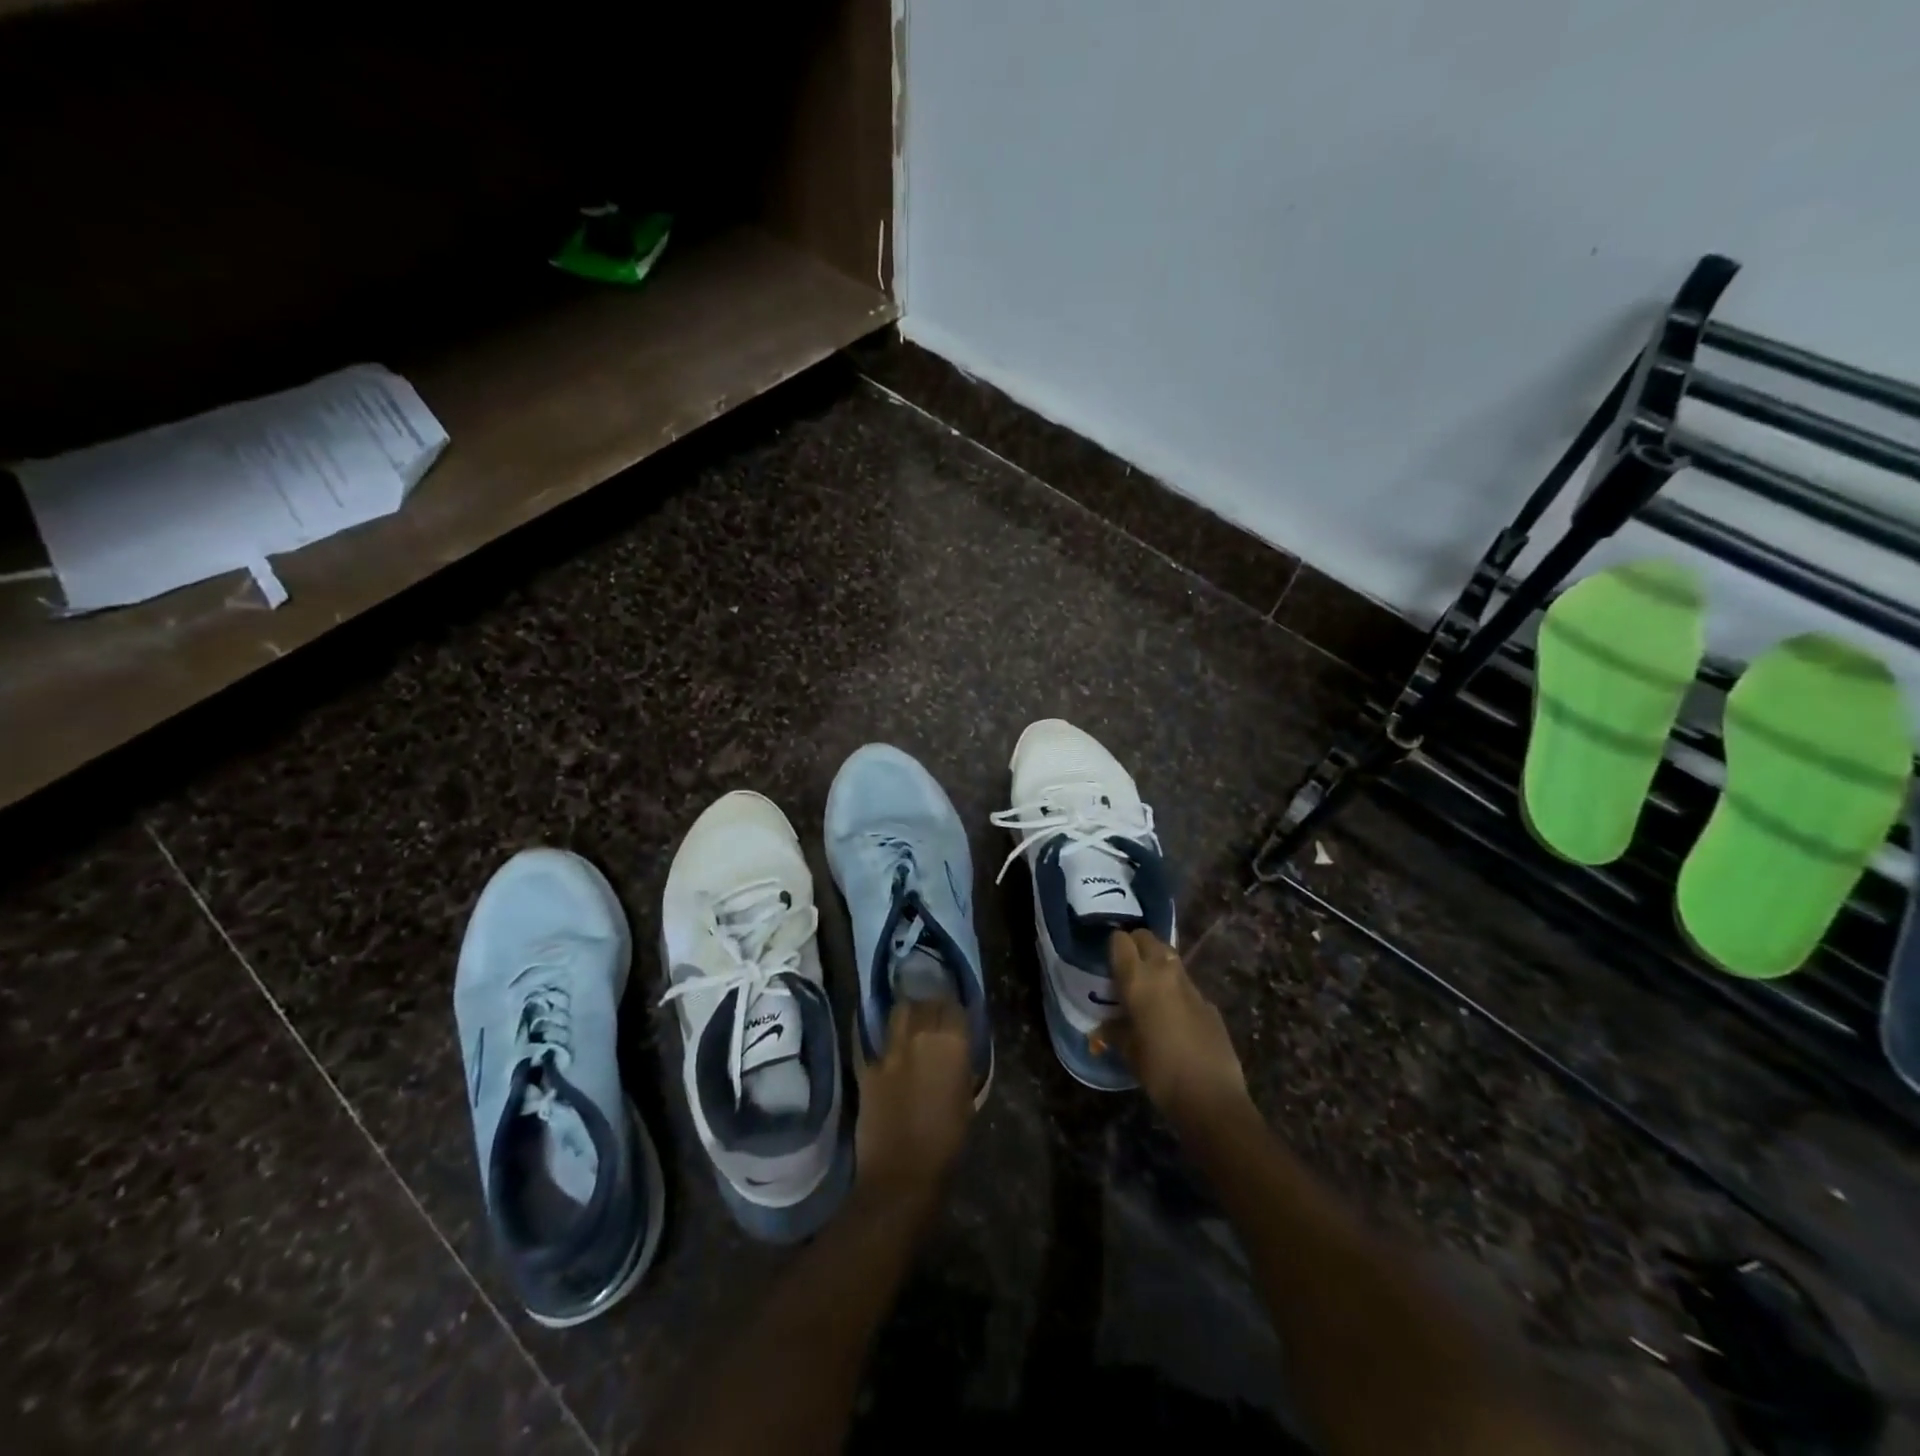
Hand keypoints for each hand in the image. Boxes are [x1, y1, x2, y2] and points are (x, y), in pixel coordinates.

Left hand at [854, 999, 975, 1207]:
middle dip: (932, 1006)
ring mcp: (890, 1050)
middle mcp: (921, 1036)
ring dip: (908, 1013)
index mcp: (952, 1044)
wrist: (901, 1174)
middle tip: (934, 1015)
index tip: (956, 1015)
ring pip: (900, 1013)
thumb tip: (955, 1054)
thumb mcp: (967, 1101)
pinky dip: (884, 1042)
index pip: (954, 1007)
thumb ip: (960, 1068)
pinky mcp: (868, 1066)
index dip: (955, 1010)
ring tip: (911, 1022)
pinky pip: (877, 1043)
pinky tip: (887, 1048)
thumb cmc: (947, 1144)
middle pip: (926, 1003)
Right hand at [1094, 930, 1248, 1126]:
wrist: (1211, 1096)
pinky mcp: (1208, 1001)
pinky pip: (1185, 983)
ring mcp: (1190, 985)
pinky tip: (1172, 1014)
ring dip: (1157, 963)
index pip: (1120, 941)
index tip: (1106, 960)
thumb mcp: (1128, 1050)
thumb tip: (1103, 1027)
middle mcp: (1164, 972)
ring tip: (1147, 987)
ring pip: (1169, 957)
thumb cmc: (1159, 1071)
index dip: (1113, 946)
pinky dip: (1174, 988)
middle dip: (1135, 945)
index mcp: (1138, 979)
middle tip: (1126, 967)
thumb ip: (1114, 1030)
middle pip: (1147, 938)